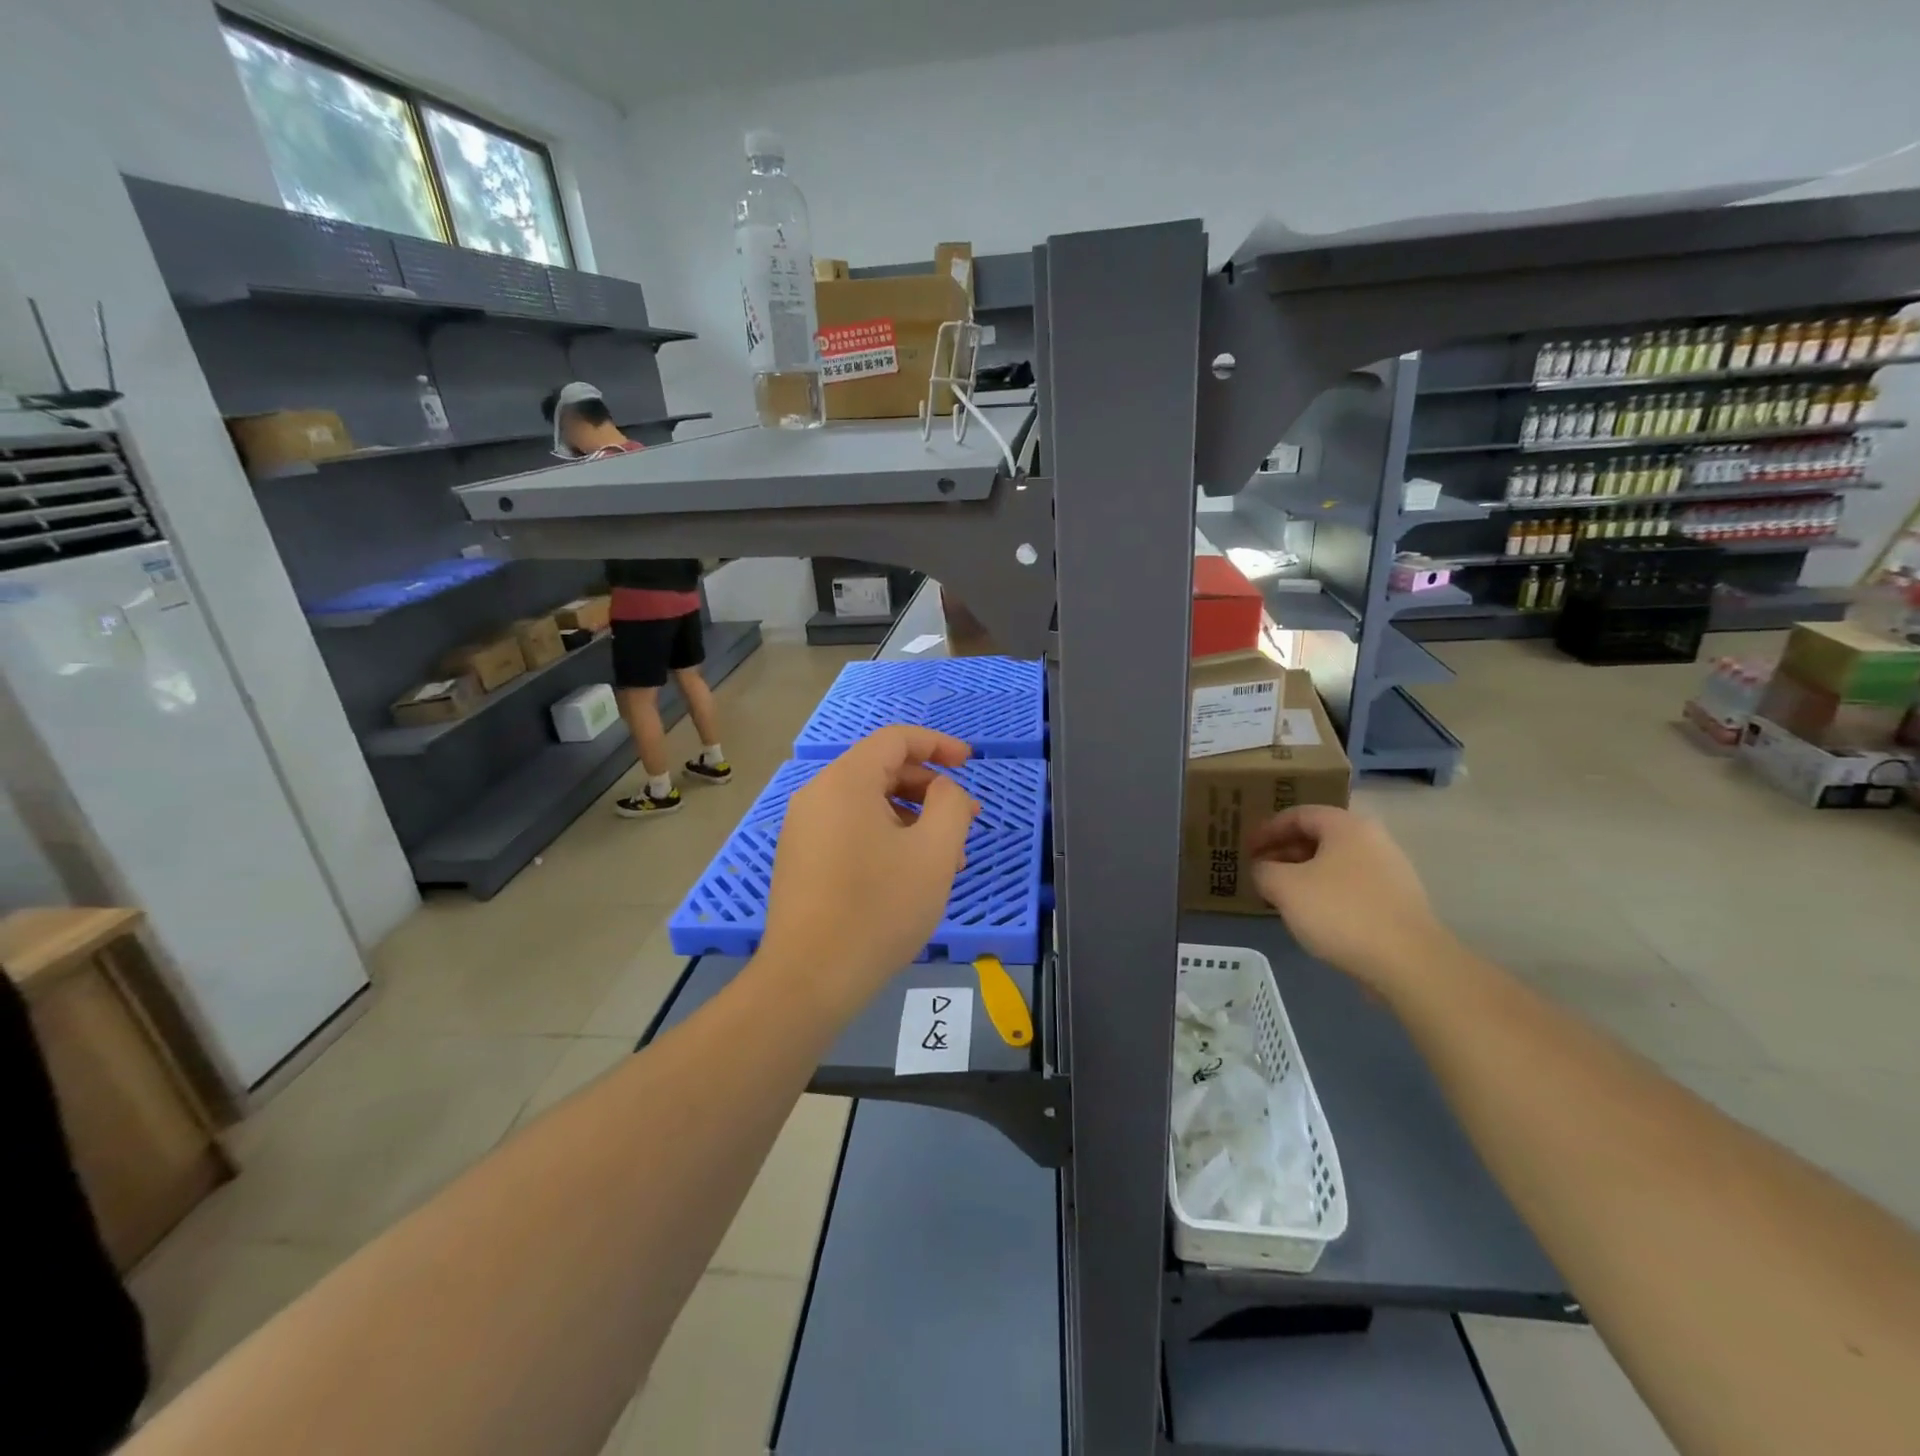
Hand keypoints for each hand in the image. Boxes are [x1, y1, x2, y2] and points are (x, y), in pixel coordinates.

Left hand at [760, 726, 979, 1013]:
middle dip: (930, 789)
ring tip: (946, 859)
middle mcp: (817, 795)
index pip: (895, 739)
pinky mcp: (801, 859)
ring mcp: (803, 829)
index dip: (938, 743)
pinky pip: (850, 830)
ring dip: (912, 819)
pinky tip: (909, 875)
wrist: (809, 978)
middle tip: (966, 820)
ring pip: (868, 805)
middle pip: (881, 770)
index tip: (970, 762)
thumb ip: (951, 804)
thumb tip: (944, 790)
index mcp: (845, 781)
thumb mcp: (935, 852)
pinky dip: (886, 838)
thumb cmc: (879, 908)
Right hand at [1246, 806, 1446, 991]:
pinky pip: (1351, 886)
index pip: (1298, 814)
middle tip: (1260, 871)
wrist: (1409, 962)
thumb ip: (1264, 871)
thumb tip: (1263, 869)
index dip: (1267, 829)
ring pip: (1335, 864)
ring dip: (1303, 874)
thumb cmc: (1341, 912)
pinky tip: (1313, 916)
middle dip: (1284, 852)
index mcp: (1346, 826)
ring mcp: (1390, 871)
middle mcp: (1372, 840)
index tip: (1246, 848)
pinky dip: (1326, 893)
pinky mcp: (1397, 902)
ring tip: (1281, 895)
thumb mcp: (1285, 887)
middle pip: (1319, 837)